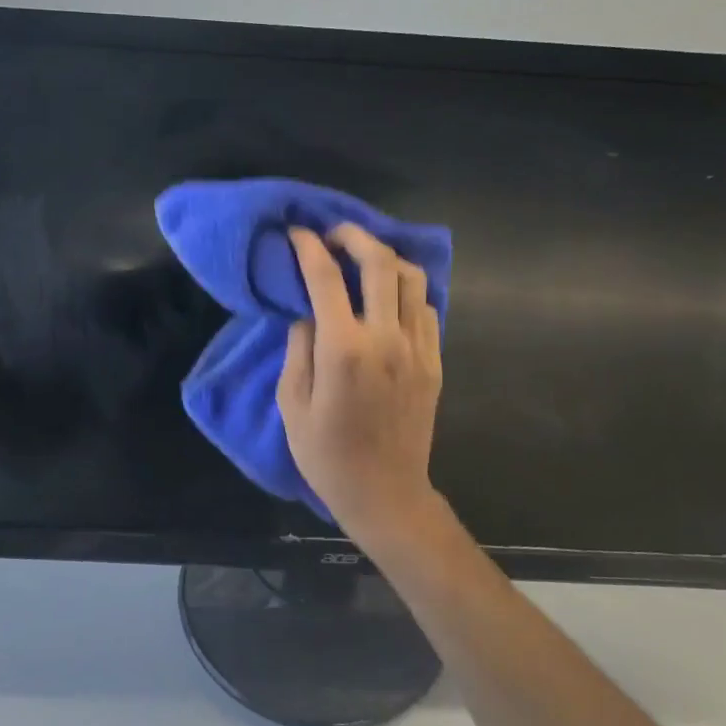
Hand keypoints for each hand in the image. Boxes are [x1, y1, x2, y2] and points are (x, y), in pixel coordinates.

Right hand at [278, 226, 443, 551]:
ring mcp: (417, 348)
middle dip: (354, 236)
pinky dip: (405, 290)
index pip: (325, 278)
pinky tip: (387, 297)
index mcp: (344, 350)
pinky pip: (425, 308)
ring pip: (411, 278)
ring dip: (386, 258)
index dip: (309, 247)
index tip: (297, 232)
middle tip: (333, 234)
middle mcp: (386, 339)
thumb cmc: (326, 455)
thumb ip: (298, 349)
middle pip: (379, 263)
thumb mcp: (292, 404)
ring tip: (364, 259)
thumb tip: (307, 312)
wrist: (385, 493)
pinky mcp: (434, 361)